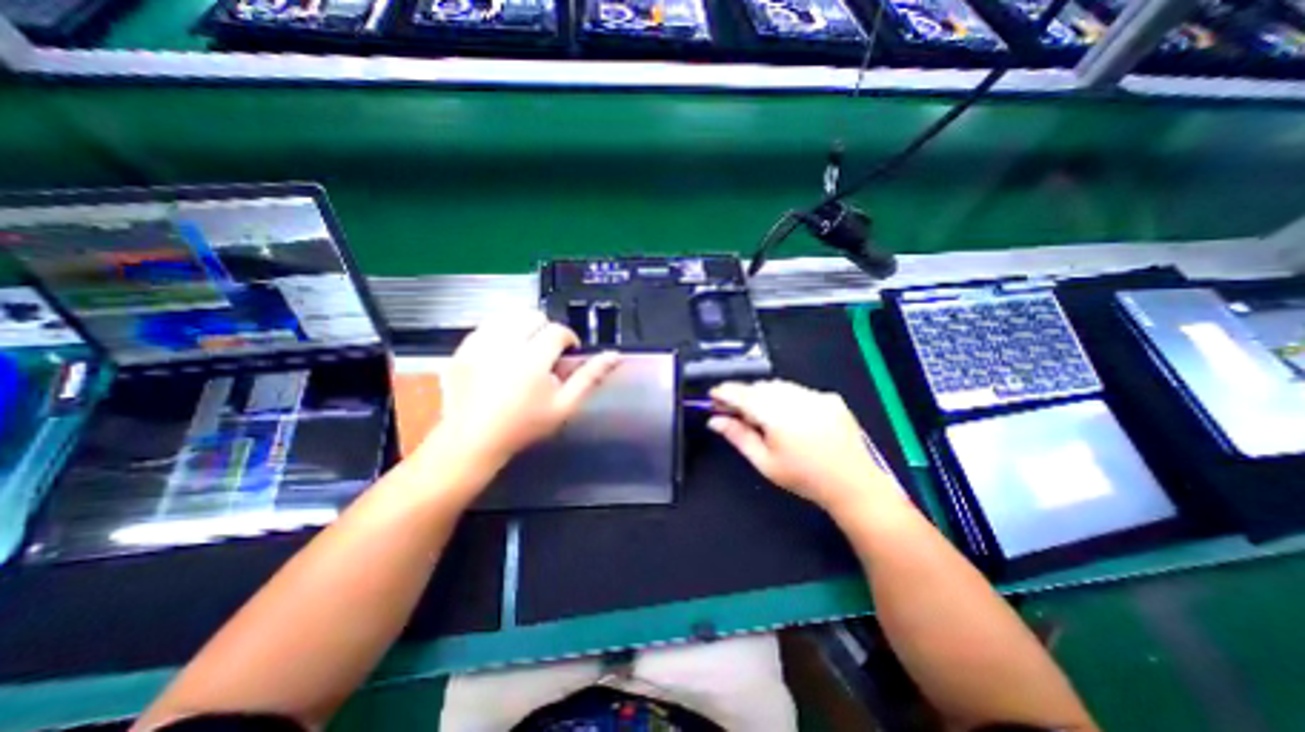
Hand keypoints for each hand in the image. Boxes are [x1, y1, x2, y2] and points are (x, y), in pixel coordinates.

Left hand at [424, 313, 617, 472]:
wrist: (473, 440)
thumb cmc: (524, 426)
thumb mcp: (565, 405)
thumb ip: (590, 377)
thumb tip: (615, 355)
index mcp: (532, 359)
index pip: (558, 331)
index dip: (568, 339)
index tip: (567, 354)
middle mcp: (504, 345)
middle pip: (533, 316)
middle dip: (544, 331)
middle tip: (545, 354)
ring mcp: (479, 345)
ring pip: (509, 316)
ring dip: (522, 328)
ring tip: (524, 351)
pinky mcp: (462, 348)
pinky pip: (487, 325)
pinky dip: (499, 333)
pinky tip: (502, 354)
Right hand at [711, 382, 904, 511]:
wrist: (854, 485)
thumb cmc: (804, 477)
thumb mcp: (764, 462)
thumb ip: (738, 436)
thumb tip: (715, 420)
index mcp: (776, 414)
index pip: (742, 394)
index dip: (724, 392)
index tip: (712, 395)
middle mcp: (795, 398)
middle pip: (760, 387)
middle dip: (744, 395)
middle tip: (735, 411)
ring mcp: (815, 395)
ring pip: (779, 386)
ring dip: (765, 395)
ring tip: (762, 415)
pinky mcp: (830, 398)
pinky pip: (799, 391)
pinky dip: (786, 398)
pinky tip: (790, 417)